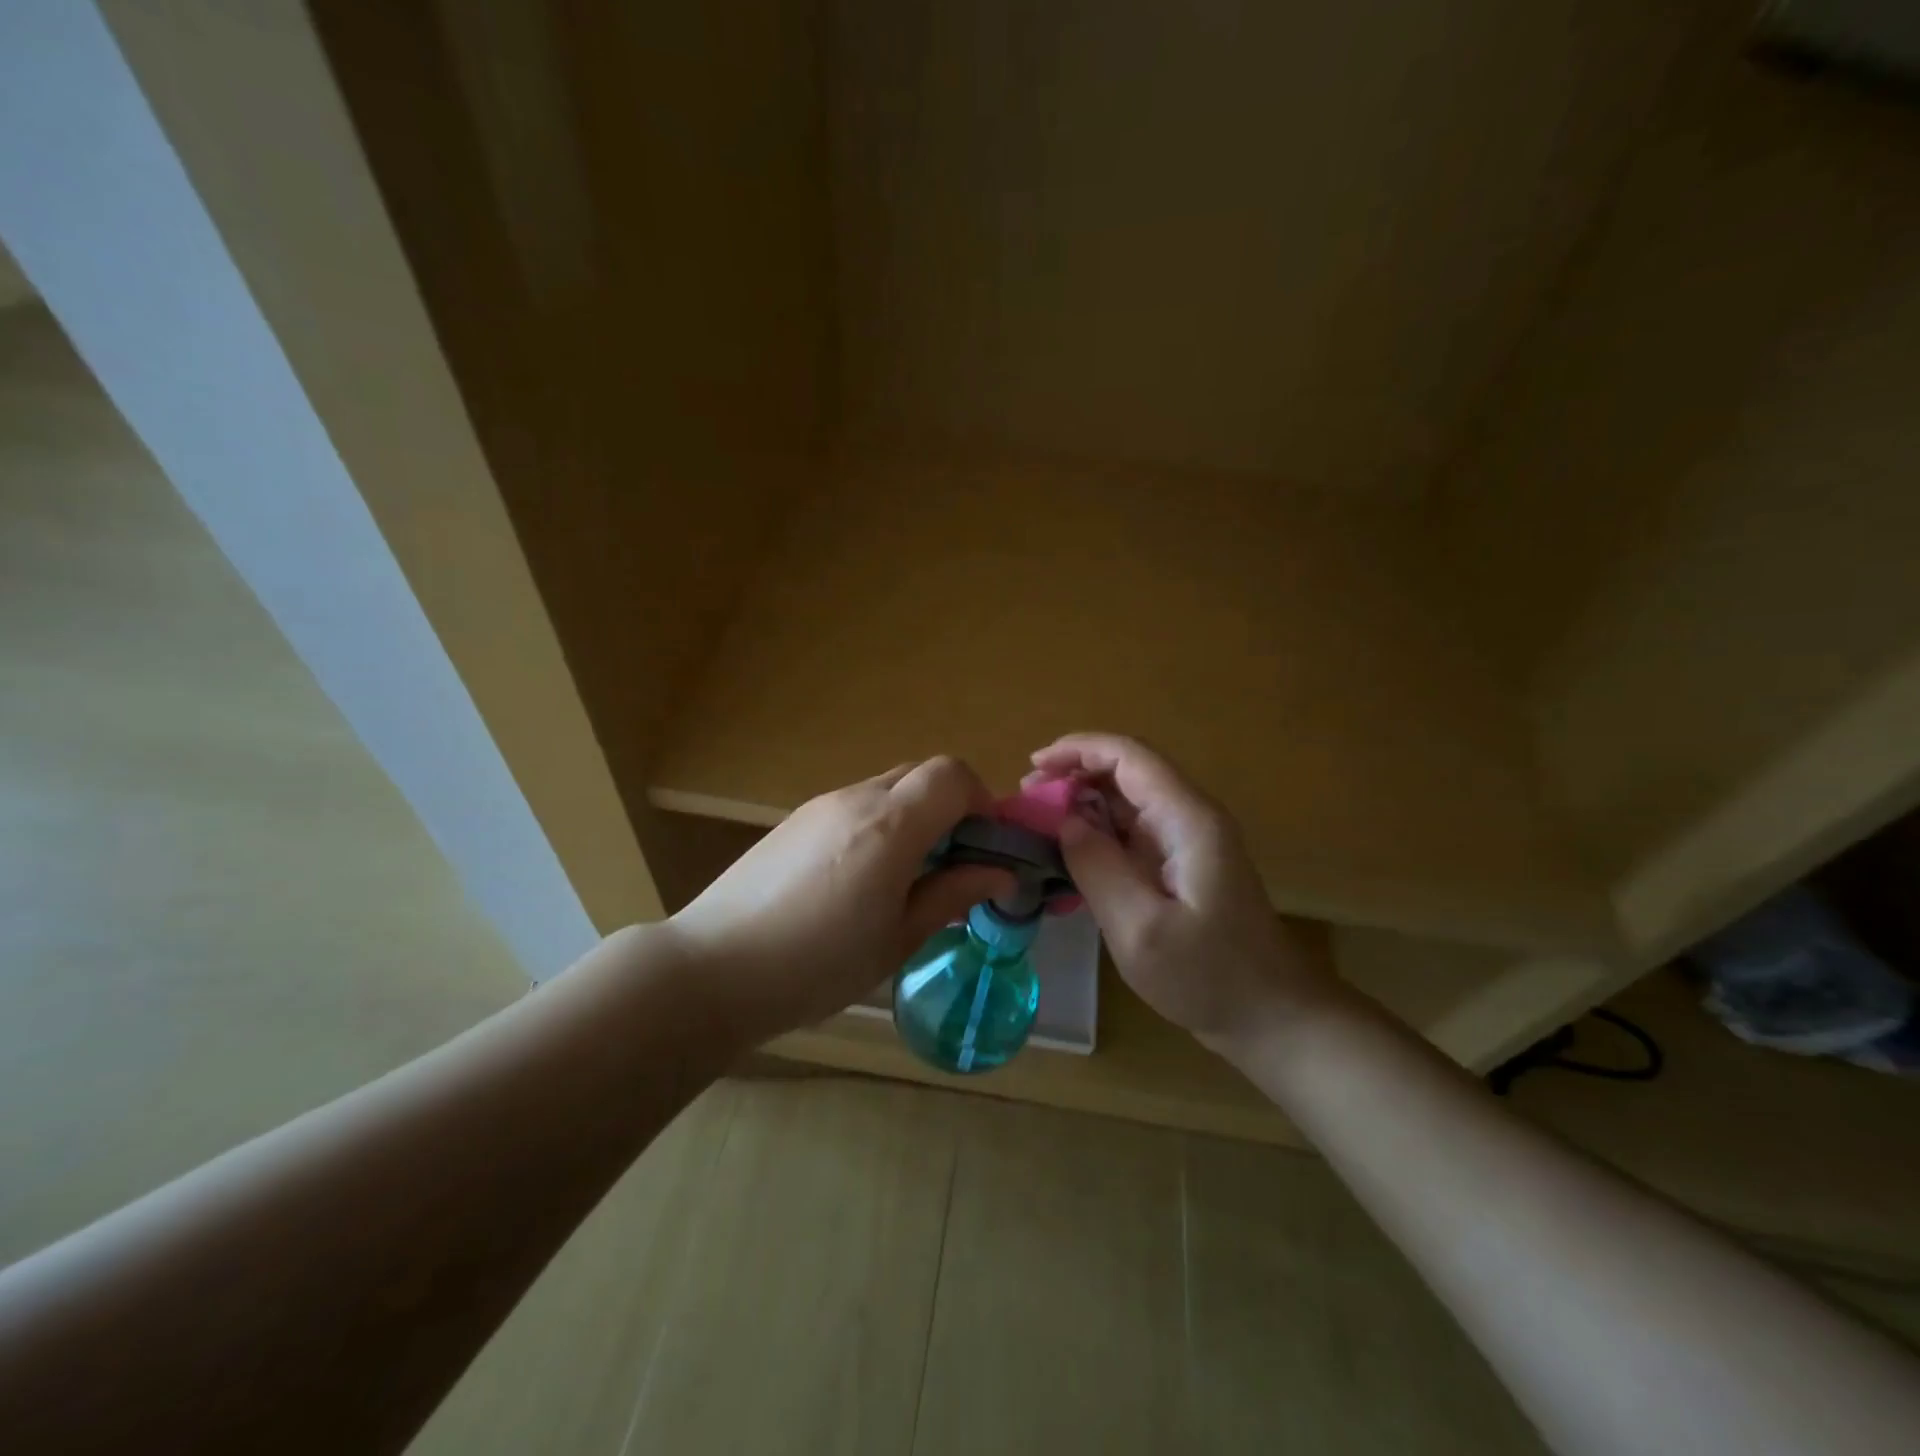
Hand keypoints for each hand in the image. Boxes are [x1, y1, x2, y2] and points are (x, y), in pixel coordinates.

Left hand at [665, 757, 1015, 1046]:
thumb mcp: (897, 938)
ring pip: (888, 787)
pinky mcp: (796, 820)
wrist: (712, 969)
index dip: (981, 800)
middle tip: (953, 863)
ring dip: (915, 816)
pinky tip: (861, 879)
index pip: (952, 774)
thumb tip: (1000, 873)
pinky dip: (880, 824)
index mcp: (889, 825)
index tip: (985, 847)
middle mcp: (856, 798)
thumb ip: (952, 894)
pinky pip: (855, 804)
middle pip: (922, 773)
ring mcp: (821, 805)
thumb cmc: (816, 964)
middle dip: (951, 807)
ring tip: (907, 877)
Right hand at [1031, 733, 1342, 1057]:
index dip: (1078, 749)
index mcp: (1187, 819)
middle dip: (1074, 774)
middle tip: (1027, 801)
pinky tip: (1068, 853)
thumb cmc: (1209, 976)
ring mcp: (1187, 840)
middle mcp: (1189, 817)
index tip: (1032, 766)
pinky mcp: (1181, 863)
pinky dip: (1097, 831)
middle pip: (1127, 771)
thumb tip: (1064, 821)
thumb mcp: (1140, 929)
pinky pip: (1132, 830)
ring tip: (1038, 824)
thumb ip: (1097, 868)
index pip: (1129, 756)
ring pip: (1127, 799)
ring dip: (1082, 802)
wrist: (1272, 1016)